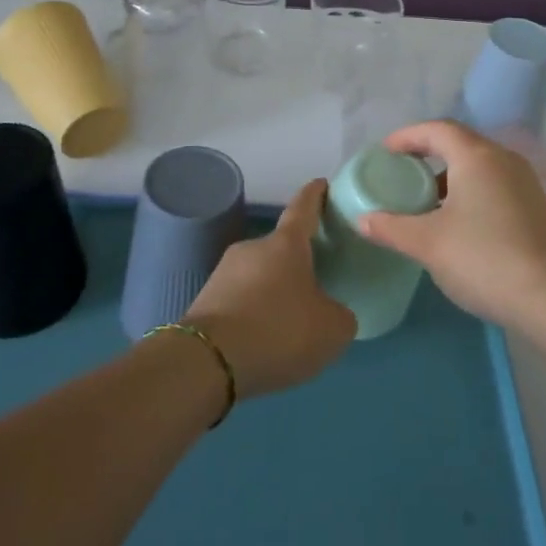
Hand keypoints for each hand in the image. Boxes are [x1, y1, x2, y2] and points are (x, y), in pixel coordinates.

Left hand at [186, 179, 355, 399]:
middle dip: (297, 262)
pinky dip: (254, 314)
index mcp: (286, 244)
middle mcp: (252, 248)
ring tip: (290, 323)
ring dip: (274, 292)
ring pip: (259, 276)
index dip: (315, 195)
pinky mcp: (205, 300)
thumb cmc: (279, 330)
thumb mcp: (331, 329)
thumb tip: (331, 312)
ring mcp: (224, 272)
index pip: (303, 207)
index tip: (321, 183)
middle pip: (280, 248)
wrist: (207, 362)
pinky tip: (263, 340)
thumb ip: (339, 315)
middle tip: (316, 282)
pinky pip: (240, 300)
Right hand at [359, 120, 545, 329]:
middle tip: (401, 172)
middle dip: (427, 153)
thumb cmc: (483, 259)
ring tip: (426, 200)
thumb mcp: (427, 243)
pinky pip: (495, 184)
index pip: (436, 129)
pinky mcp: (537, 207)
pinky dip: (470, 190)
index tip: (384, 152)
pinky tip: (459, 222)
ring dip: (450, 175)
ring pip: (479, 165)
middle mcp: (503, 159)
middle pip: (459, 143)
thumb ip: (391, 227)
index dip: (407, 136)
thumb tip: (363, 220)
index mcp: (476, 157)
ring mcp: (525, 182)